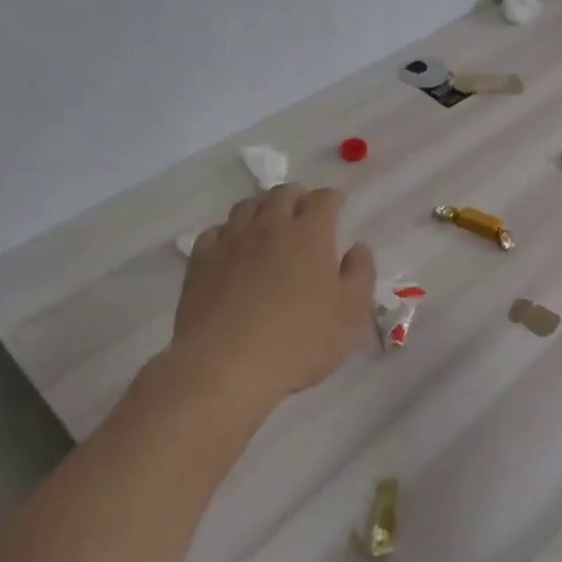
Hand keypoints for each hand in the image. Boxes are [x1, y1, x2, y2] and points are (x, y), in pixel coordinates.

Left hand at [160, 184, 375, 416]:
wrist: (224, 367)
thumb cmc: (299, 342)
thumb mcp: (350, 315)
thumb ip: (360, 274)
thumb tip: (358, 248)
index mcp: (310, 234)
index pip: (324, 198)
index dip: (334, 198)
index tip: (339, 205)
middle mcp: (270, 227)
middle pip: (284, 193)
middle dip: (299, 197)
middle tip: (307, 214)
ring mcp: (231, 241)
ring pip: (248, 205)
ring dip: (264, 208)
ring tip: (271, 225)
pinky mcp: (201, 261)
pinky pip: (216, 231)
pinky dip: (230, 231)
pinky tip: (234, 248)